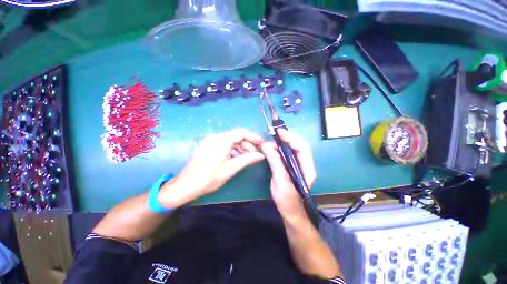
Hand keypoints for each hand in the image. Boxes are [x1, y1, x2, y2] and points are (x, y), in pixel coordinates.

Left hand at [161, 129, 264, 205]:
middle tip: (255, 154)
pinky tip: (237, 157)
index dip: (253, 137)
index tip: (262, 144)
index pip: (241, 132)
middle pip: (236, 136)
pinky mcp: (208, 145)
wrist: (186, 185)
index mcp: (221, 140)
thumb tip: (261, 155)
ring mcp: (210, 140)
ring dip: (240, 147)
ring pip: (231, 140)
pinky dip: (232, 149)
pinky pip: (224, 144)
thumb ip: (247, 159)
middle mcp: (215, 136)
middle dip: (247, 144)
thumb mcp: (230, 169)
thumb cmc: (209, 178)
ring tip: (247, 157)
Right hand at [261, 129, 315, 219]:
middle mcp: (305, 164)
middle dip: (286, 139)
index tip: (279, 133)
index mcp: (307, 168)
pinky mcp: (292, 166)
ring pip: (292, 149)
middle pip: (298, 146)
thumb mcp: (280, 181)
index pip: (302, 148)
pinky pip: (286, 154)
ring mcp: (298, 164)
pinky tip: (272, 148)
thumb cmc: (287, 199)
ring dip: (281, 144)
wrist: (290, 211)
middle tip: (273, 136)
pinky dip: (279, 149)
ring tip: (270, 143)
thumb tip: (266, 146)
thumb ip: (275, 162)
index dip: (291, 138)